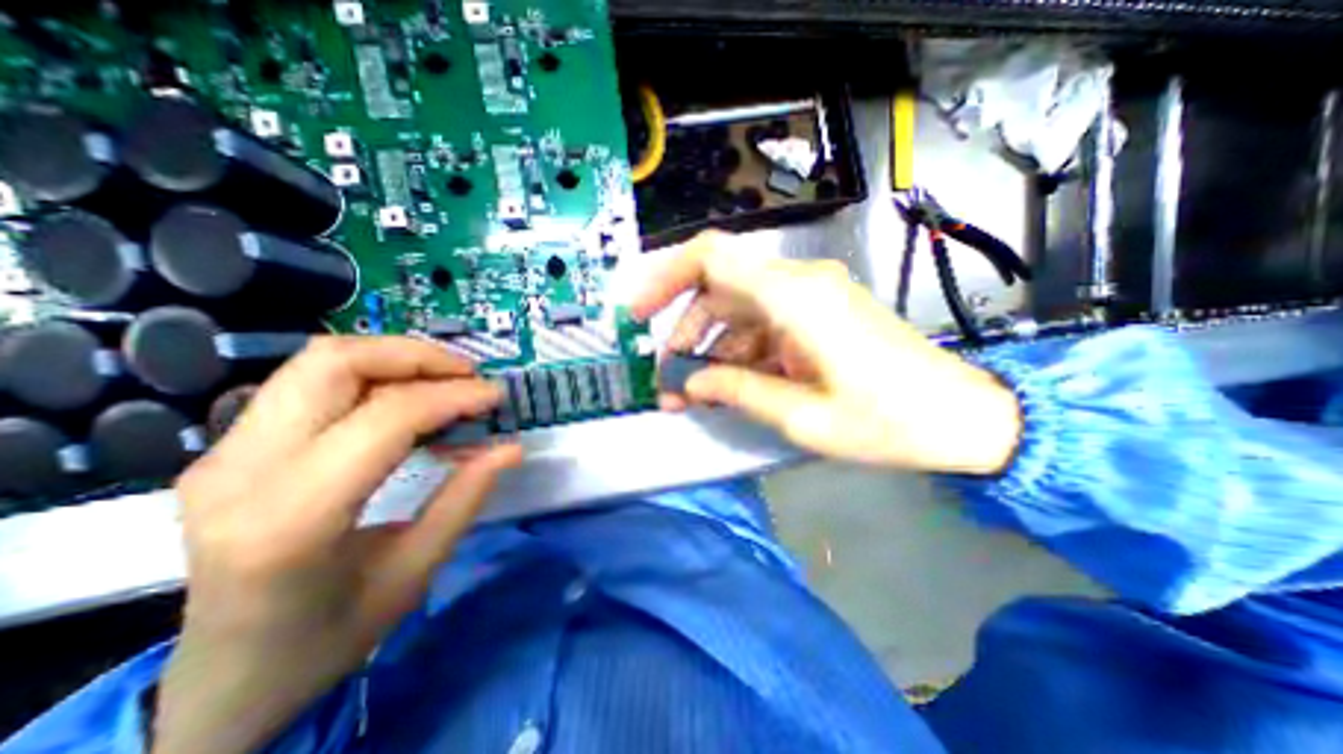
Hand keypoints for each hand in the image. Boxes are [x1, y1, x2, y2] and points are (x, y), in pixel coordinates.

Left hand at [151, 336, 518, 753]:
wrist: (223, 680)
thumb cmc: (328, 636)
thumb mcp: (416, 571)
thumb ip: (465, 499)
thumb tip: (512, 447)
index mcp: (290, 519)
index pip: (384, 418)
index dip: (452, 396)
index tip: (496, 396)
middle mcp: (241, 472)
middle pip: (334, 364)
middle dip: (417, 356)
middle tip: (469, 375)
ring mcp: (222, 454)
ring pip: (317, 362)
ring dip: (395, 358)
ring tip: (447, 380)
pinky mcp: (229, 448)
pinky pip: (310, 383)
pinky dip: (373, 376)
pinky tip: (409, 400)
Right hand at [637, 233, 1023, 472]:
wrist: (964, 416)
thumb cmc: (890, 422)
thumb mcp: (804, 417)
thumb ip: (740, 392)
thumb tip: (690, 383)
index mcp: (796, 297)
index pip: (712, 256)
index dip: (664, 276)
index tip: (637, 313)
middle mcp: (800, 283)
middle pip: (718, 288)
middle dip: (685, 331)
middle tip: (669, 379)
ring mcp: (811, 297)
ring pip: (737, 309)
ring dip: (711, 347)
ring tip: (694, 393)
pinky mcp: (818, 314)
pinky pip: (763, 323)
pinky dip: (739, 351)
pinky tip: (730, 384)